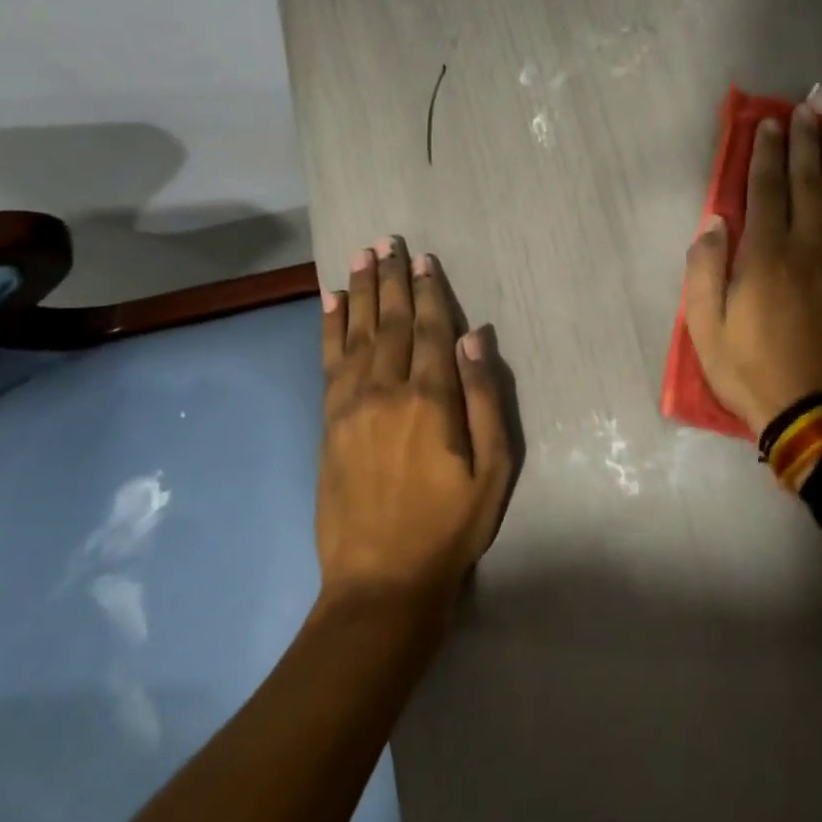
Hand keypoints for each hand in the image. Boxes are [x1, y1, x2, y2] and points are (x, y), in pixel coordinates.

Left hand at [318, 237, 516, 608]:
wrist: (381, 580)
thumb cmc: (450, 526)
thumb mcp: (493, 470)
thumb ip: (485, 399)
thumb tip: (475, 338)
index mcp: (430, 401)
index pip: (429, 330)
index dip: (428, 292)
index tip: (425, 259)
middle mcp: (386, 391)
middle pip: (389, 322)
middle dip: (391, 279)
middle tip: (388, 242)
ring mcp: (350, 406)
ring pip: (356, 334)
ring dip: (358, 291)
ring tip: (360, 256)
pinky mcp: (329, 423)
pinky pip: (328, 362)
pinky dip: (328, 327)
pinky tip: (328, 303)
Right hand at [683, 103, 821, 435]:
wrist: (818, 414)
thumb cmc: (753, 373)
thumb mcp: (706, 329)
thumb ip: (705, 271)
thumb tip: (714, 223)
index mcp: (764, 256)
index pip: (764, 191)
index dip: (765, 154)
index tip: (769, 124)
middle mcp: (808, 248)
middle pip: (807, 184)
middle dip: (804, 143)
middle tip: (807, 108)